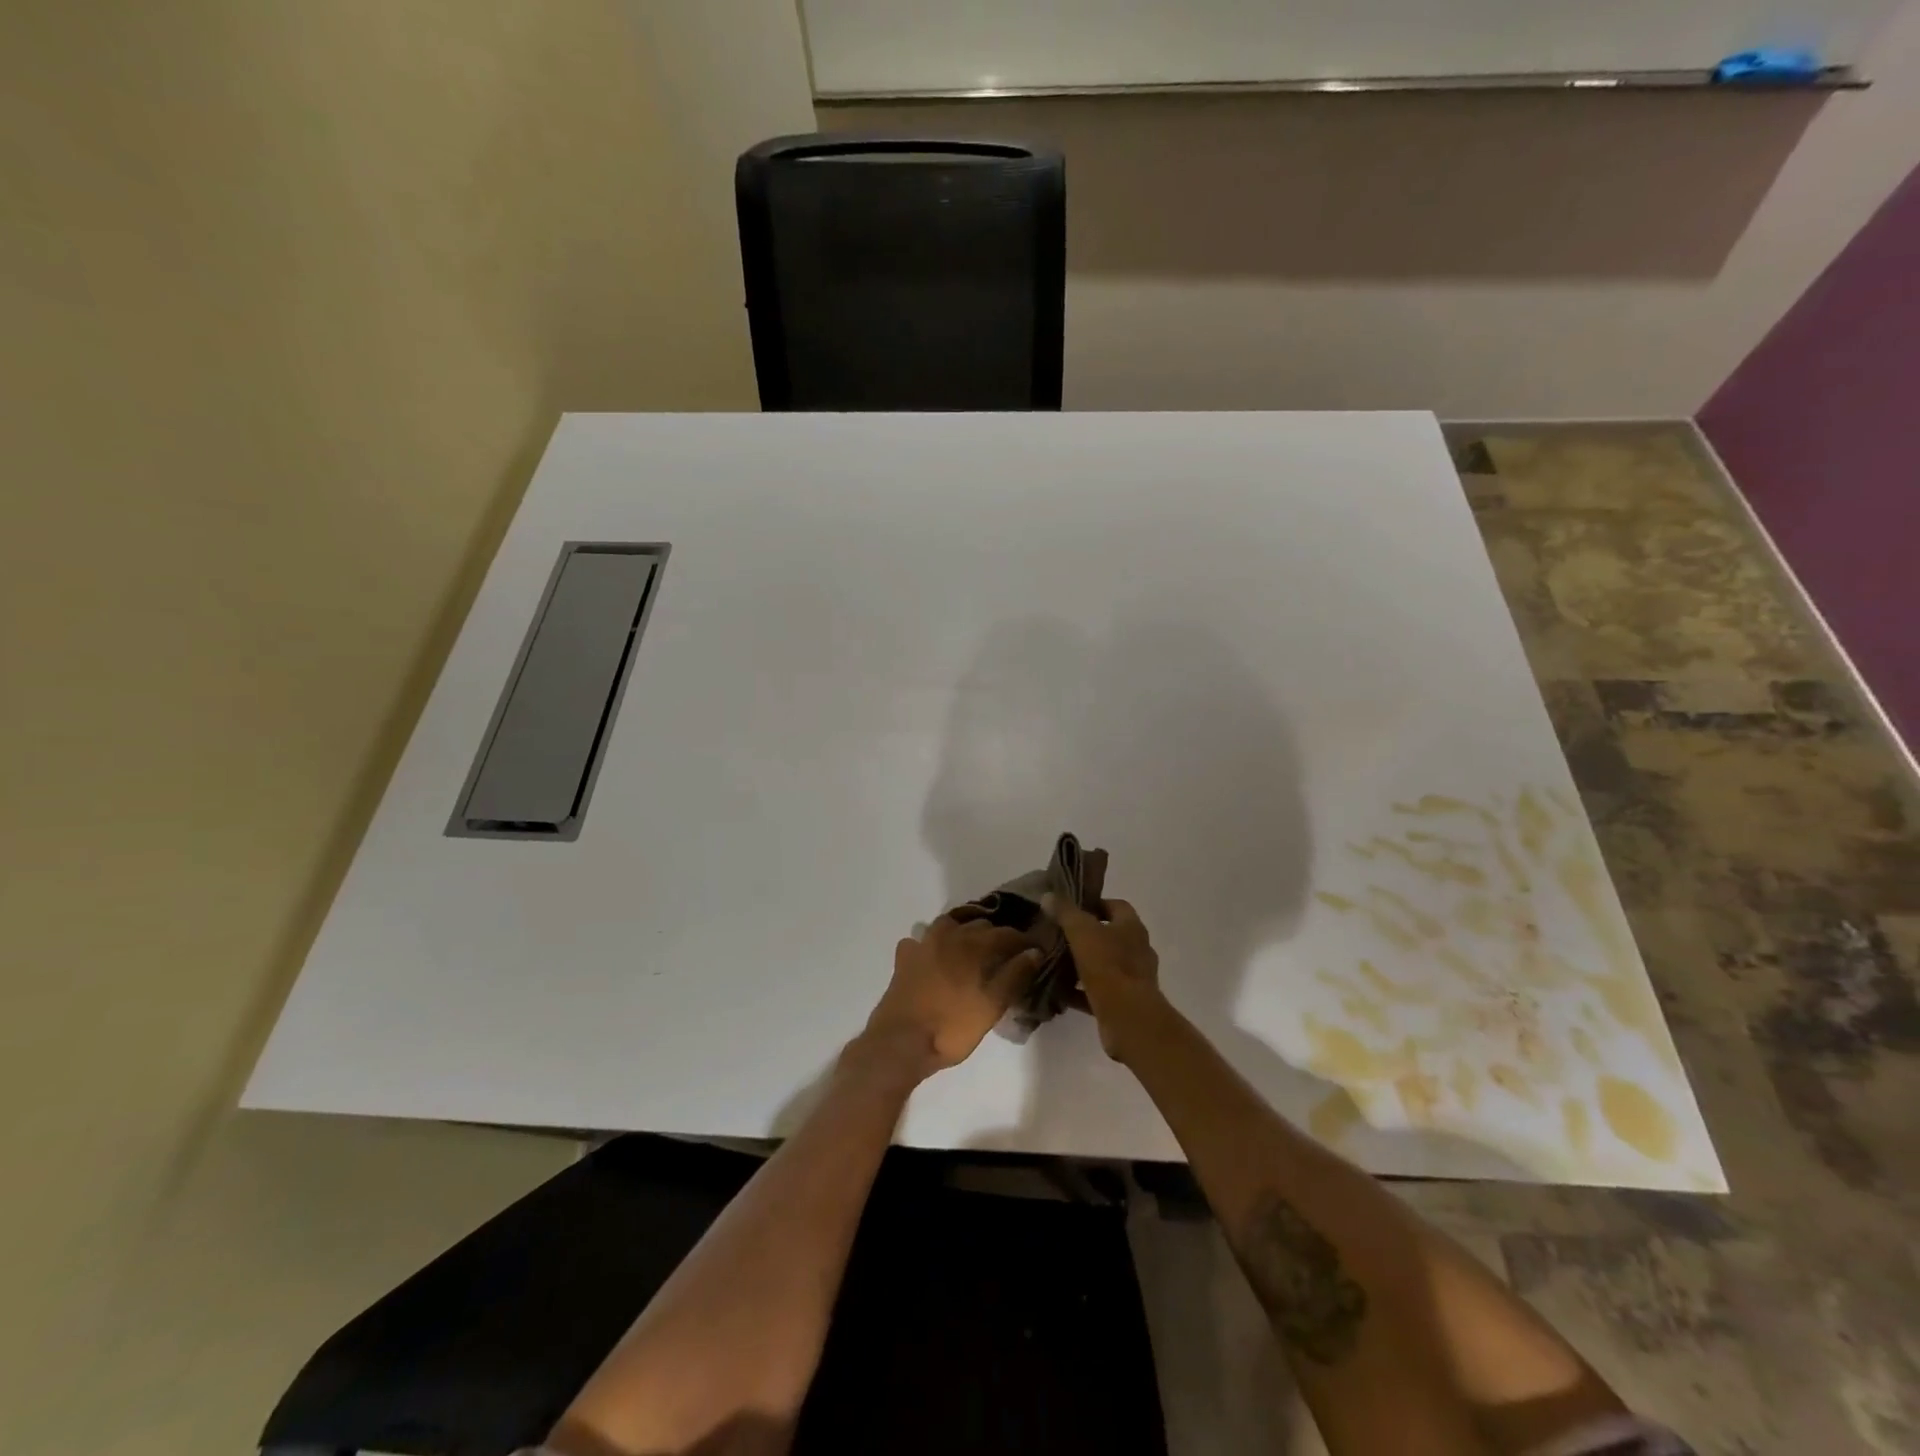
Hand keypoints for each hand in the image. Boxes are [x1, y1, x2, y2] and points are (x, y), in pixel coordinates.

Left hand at [859, 916, 1041, 1078]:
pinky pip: (920, 940)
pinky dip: (931, 943)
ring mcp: (922, 944)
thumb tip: (1034, 951)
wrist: (901, 1042)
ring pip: (949, 925)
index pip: (1006, 934)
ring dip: (964, 930)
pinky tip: (934, 955)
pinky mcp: (904, 959)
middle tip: (1007, 951)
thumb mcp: (991, 1006)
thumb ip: (1014, 976)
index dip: (1023, 940)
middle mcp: (948, 936)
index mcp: (973, 946)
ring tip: (973, 946)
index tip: (1035, 948)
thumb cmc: (952, 1027)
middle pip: (978, 925)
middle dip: (996, 934)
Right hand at [1046, 895, 1166, 1062]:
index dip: (1095, 905)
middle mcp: (1137, 950)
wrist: (1128, 1017)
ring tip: (1055, 963)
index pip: (1117, 906)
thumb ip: (1065, 912)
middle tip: (1058, 935)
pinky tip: (1059, 991)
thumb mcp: (1081, 931)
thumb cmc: (1108, 965)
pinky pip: (1097, 992)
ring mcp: (1132, 978)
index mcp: (1132, 927)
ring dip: (1081, 964)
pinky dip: (1079, 991)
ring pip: (1103, 965)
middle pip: (1109, 936)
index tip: (1070, 909)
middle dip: (1085, 936)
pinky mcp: (1123, 1003)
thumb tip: (1049, 895)